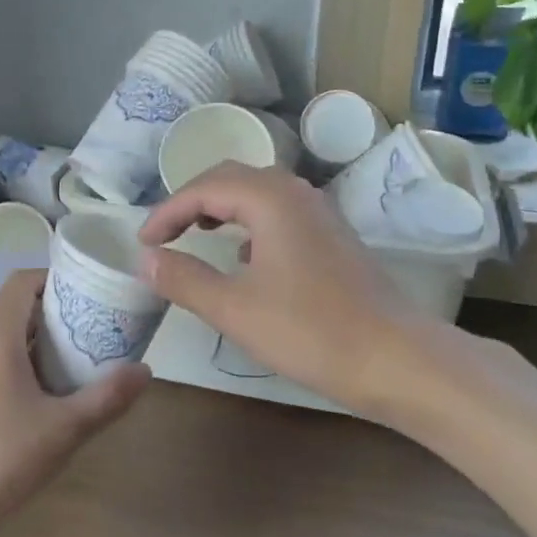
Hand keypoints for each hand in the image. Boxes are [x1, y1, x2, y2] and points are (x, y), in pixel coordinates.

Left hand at [0, 269, 148, 536]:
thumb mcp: (62, 430)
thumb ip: (106, 398)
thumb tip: (146, 371)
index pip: (24, 280)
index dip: (58, 279)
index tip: (92, 296)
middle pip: (19, 310)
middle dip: (59, 317)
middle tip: (98, 336)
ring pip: (5, 341)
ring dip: (41, 347)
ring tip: (78, 370)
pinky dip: (20, 369)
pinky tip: (41, 405)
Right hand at [138, 163, 434, 417]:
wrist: (393, 358)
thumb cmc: (308, 331)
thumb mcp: (233, 308)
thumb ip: (184, 279)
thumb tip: (147, 259)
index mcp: (270, 198)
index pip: (204, 188)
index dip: (167, 211)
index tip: (143, 242)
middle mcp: (296, 193)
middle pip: (232, 178)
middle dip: (192, 200)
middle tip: (165, 232)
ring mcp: (320, 213)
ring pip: (259, 193)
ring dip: (222, 207)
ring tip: (197, 234)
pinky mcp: (333, 236)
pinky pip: (279, 213)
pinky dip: (250, 223)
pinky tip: (245, 257)